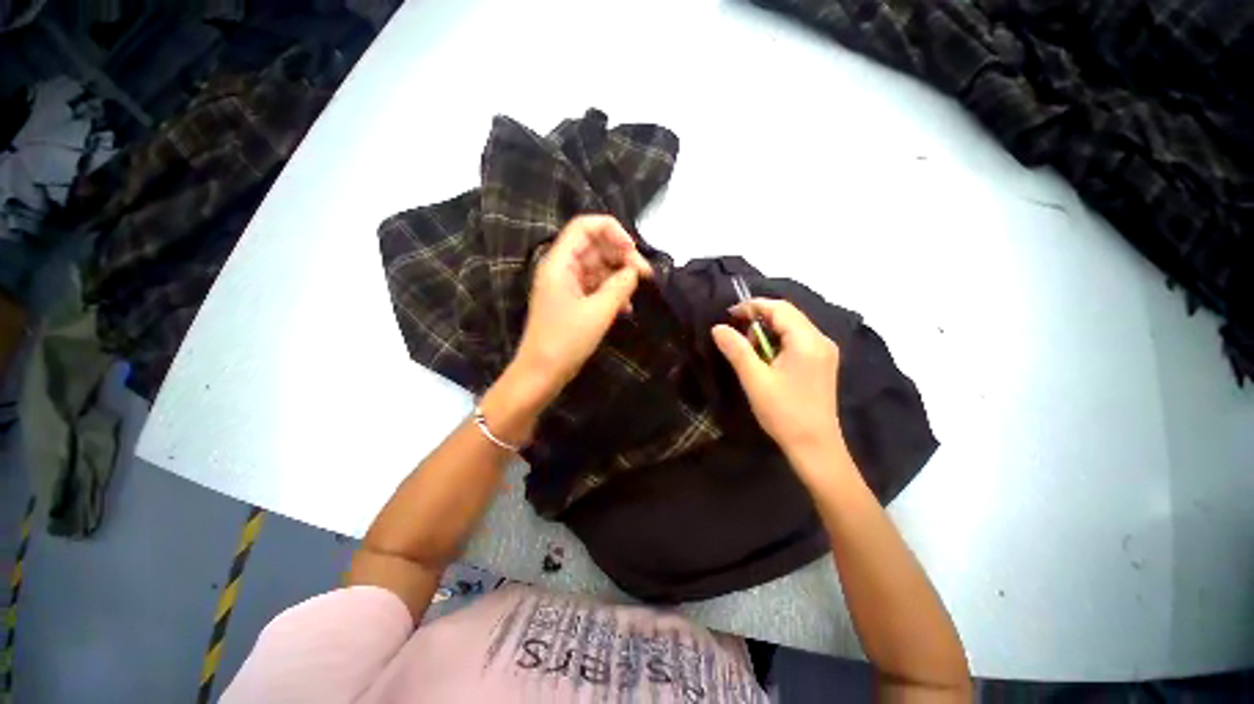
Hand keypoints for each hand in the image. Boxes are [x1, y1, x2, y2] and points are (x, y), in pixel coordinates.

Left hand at [512, 214, 651, 401]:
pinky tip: (626, 308)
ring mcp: (567, 286)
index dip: (612, 231)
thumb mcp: (598, 312)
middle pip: (595, 246)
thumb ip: (620, 286)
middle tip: (645, 275)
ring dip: (620, 277)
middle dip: (622, 256)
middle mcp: (562, 268)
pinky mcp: (573, 302)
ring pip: (599, 268)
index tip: (633, 250)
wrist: (541, 373)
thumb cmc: (565, 341)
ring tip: (637, 293)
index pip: (585, 226)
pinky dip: (612, 293)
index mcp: (560, 263)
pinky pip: (596, 287)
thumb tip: (635, 270)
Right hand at [711, 299, 842, 458]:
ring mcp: (825, 352)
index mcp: (807, 341)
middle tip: (737, 338)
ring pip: (792, 327)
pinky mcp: (823, 363)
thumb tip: (718, 328)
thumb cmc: (784, 413)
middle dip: (759, 320)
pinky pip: (798, 340)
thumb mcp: (755, 380)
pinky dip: (778, 342)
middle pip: (788, 315)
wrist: (815, 447)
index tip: (729, 316)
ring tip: (750, 352)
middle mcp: (821, 340)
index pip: (779, 308)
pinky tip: (767, 360)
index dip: (752, 307)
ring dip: (768, 332)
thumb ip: (736, 350)